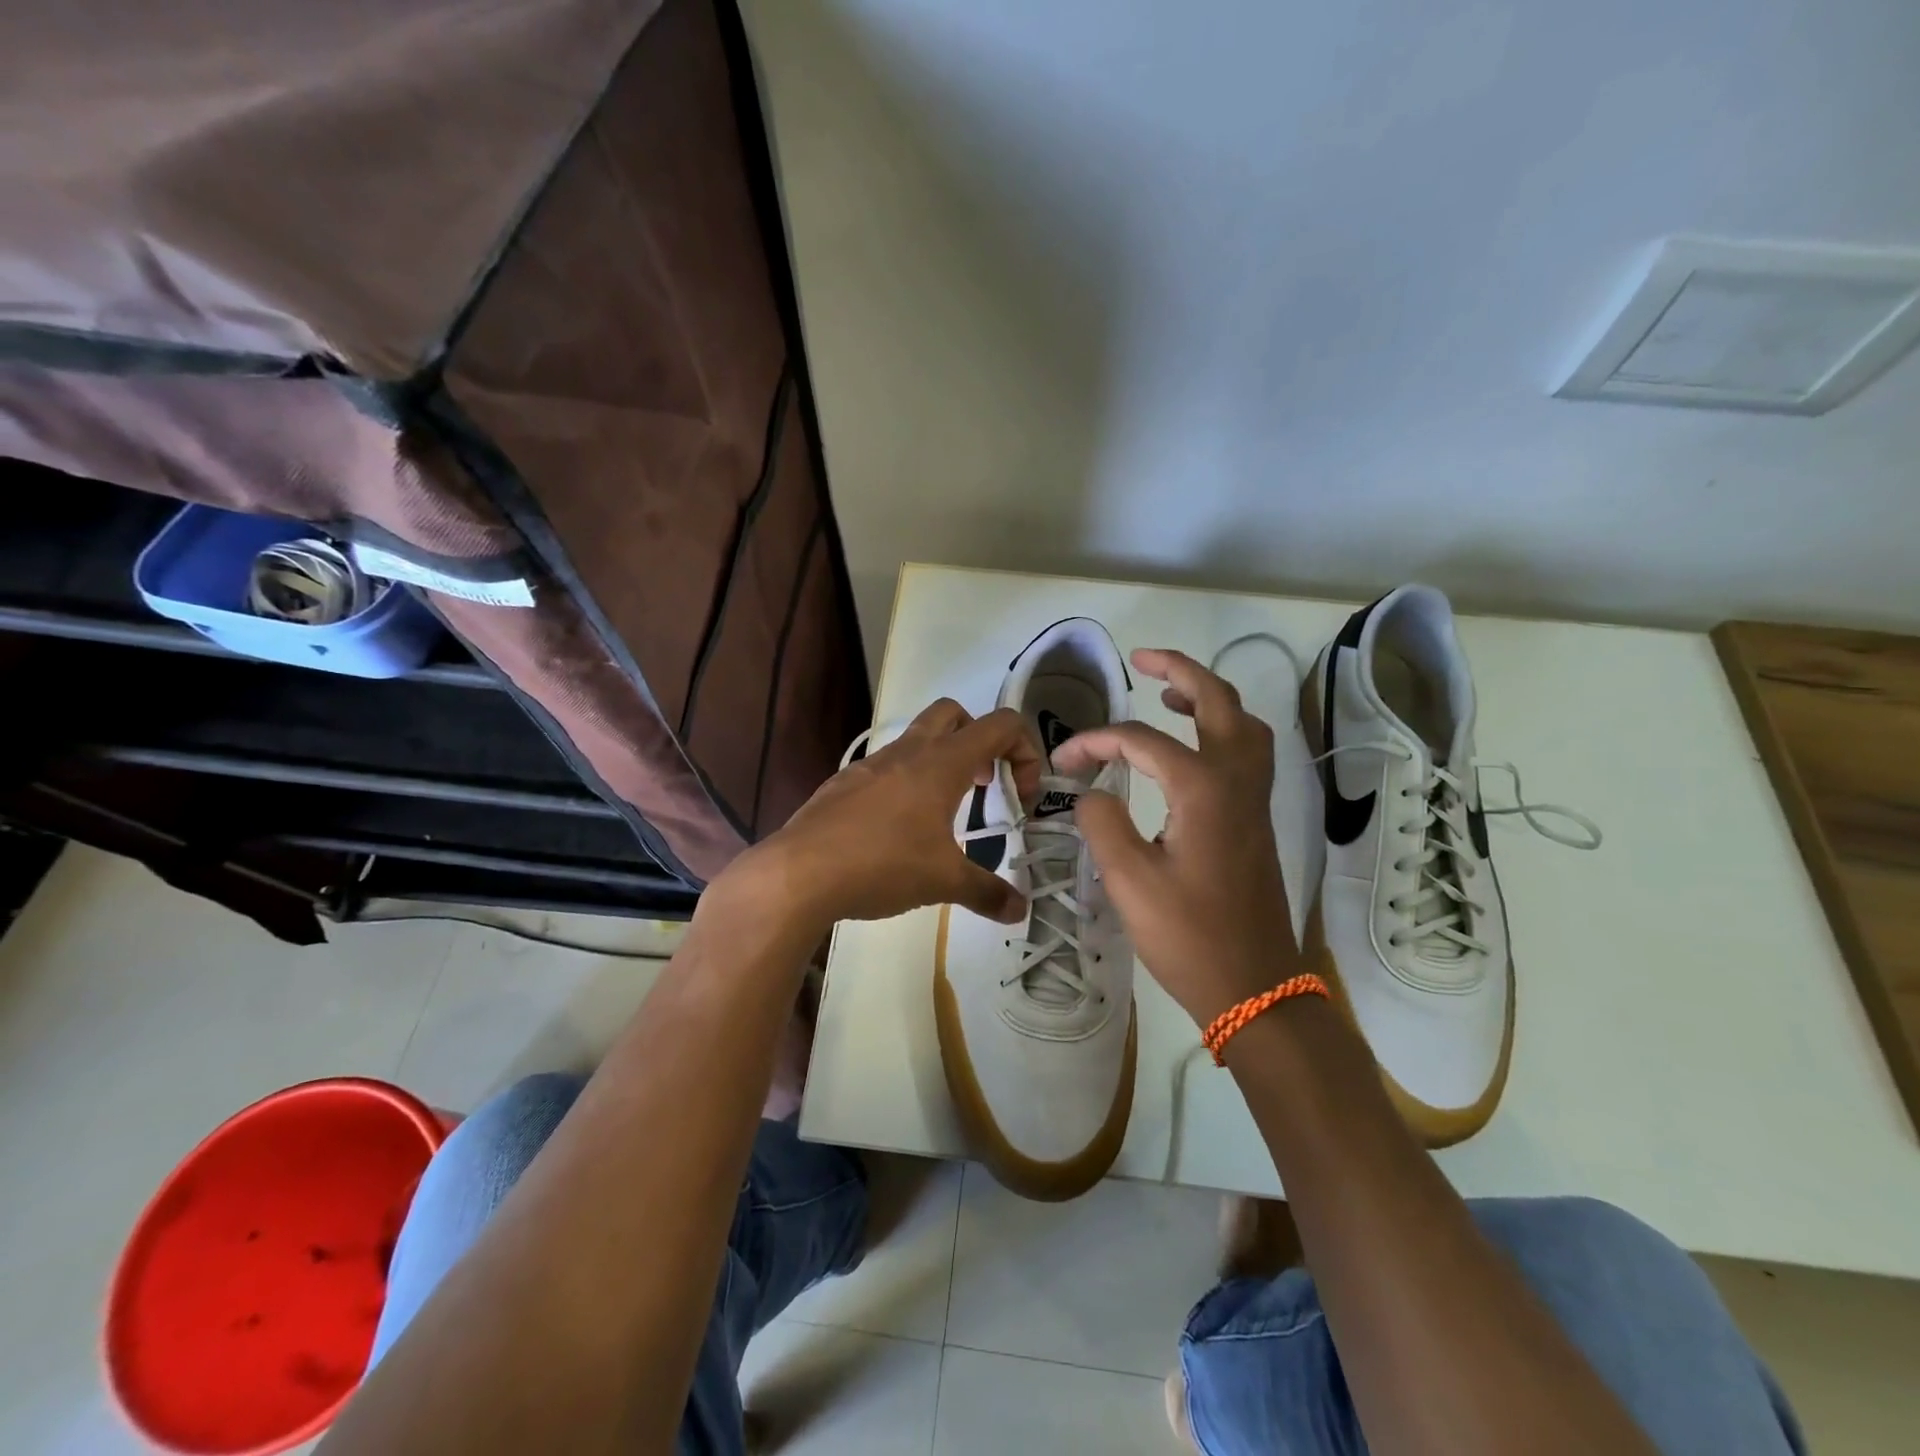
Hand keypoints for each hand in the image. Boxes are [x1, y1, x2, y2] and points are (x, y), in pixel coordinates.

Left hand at [730, 698, 1044, 934]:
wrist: (798, 873)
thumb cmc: (883, 864)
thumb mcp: (943, 882)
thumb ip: (987, 893)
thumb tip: (1021, 912)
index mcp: (942, 762)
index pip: (1001, 725)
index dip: (1025, 752)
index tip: (1019, 796)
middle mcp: (907, 752)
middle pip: (954, 713)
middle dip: (978, 740)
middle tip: (982, 785)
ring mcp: (870, 764)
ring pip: (915, 740)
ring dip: (939, 764)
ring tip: (942, 818)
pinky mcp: (843, 783)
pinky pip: (885, 769)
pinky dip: (904, 785)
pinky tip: (896, 833)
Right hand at [1053, 648, 1304, 1027]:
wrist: (1254, 987)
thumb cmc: (1188, 936)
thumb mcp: (1129, 880)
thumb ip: (1102, 822)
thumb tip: (1091, 792)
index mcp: (1203, 789)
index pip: (1141, 741)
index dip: (1096, 742)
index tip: (1063, 761)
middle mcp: (1237, 781)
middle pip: (1218, 702)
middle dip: (1180, 672)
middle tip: (1143, 659)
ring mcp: (1254, 800)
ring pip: (1244, 724)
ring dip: (1209, 698)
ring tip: (1168, 696)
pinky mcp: (1256, 820)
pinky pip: (1247, 752)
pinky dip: (1222, 730)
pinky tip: (1191, 748)